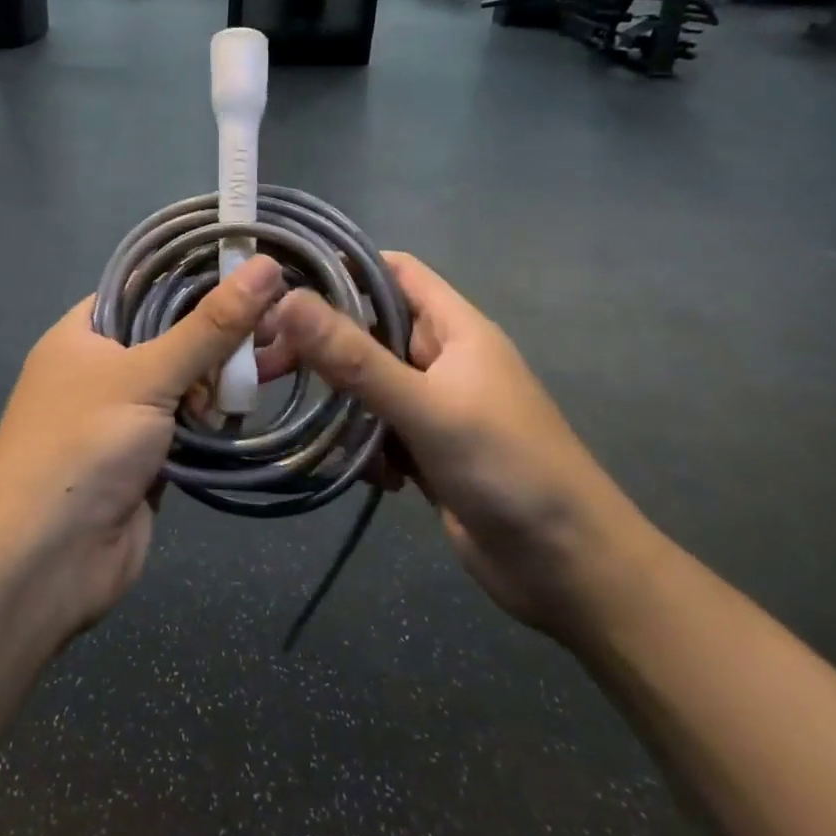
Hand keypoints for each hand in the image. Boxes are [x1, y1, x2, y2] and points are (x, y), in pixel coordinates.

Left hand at [0, 255, 285, 641]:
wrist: (45, 560)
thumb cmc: (82, 447)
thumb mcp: (146, 375)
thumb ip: (209, 326)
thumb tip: (265, 266)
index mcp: (83, 334)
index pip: (145, 289)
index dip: (196, 278)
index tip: (255, 272)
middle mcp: (101, 370)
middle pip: (172, 337)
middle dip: (219, 337)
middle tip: (276, 331)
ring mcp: (124, 418)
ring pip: (187, 384)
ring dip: (221, 383)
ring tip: (269, 371)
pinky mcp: (147, 460)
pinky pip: (190, 428)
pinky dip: (215, 423)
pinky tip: (247, 412)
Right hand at [264, 253, 645, 633]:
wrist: (567, 567)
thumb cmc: (507, 467)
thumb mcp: (427, 407)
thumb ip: (356, 358)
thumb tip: (288, 300)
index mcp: (455, 329)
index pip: (393, 273)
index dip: (342, 268)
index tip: (281, 282)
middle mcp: (442, 360)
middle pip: (370, 331)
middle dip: (324, 345)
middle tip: (268, 363)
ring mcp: (434, 408)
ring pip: (367, 387)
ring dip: (341, 405)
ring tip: (309, 425)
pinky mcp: (426, 453)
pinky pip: (377, 433)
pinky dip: (362, 448)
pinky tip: (365, 476)